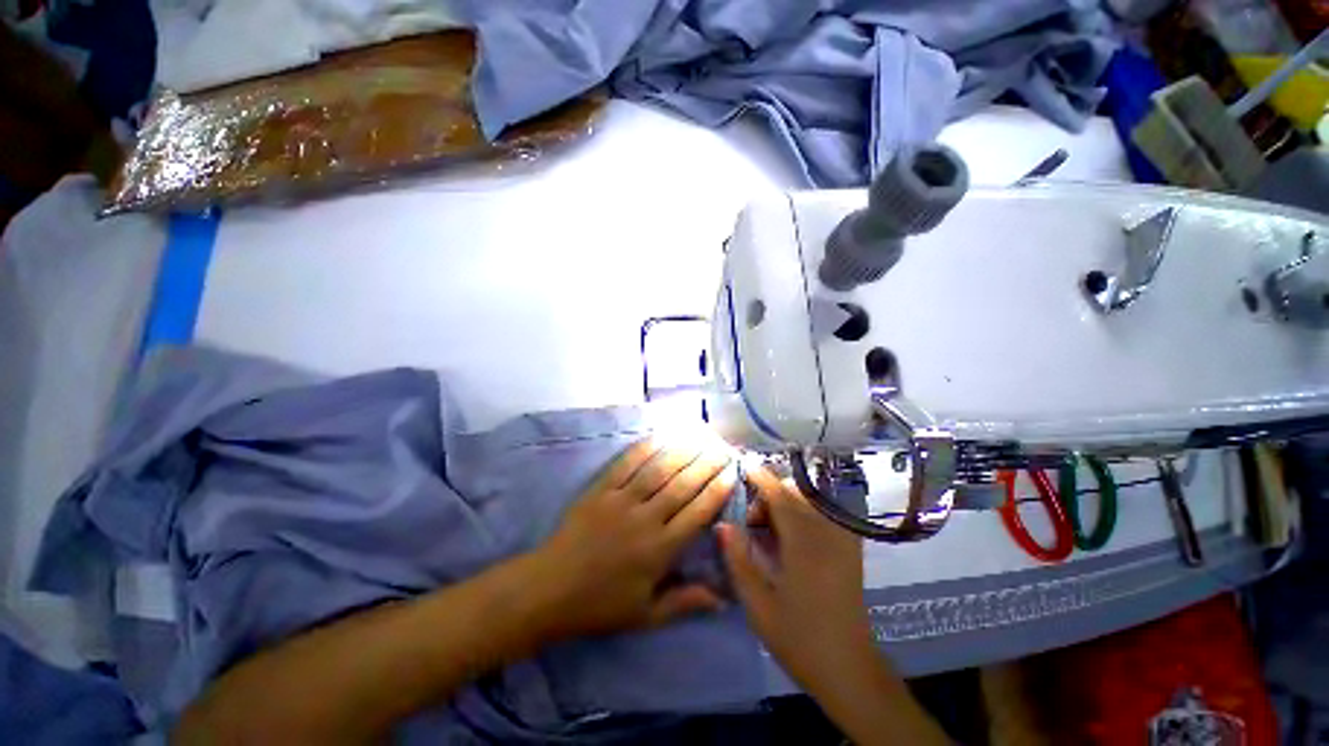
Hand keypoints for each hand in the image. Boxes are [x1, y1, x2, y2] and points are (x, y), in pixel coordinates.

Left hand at [528, 438, 736, 640]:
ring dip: (682, 451)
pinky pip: (626, 464)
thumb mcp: (645, 615)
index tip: (732, 472)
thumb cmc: (600, 604)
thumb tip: (722, 598)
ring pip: (659, 470)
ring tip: (699, 435)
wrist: (549, 589)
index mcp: (660, 550)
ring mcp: (622, 500)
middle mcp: (646, 519)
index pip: (698, 513)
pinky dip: (644, 448)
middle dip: (706, 464)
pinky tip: (659, 435)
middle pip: (683, 485)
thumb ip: (684, 602)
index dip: (718, 490)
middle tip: (722, 447)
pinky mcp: (601, 490)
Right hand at [717, 466, 873, 691]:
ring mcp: (842, 541)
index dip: (761, 478)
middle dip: (770, 495)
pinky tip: (793, 534)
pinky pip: (825, 515)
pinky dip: (805, 512)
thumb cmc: (799, 639)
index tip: (744, 465)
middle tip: (751, 521)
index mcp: (804, 546)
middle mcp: (826, 535)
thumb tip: (723, 524)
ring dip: (787, 503)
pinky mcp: (850, 551)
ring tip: (769, 528)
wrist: (849, 669)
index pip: (780, 497)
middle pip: (795, 495)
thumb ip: (739, 560)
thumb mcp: (759, 605)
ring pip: (810, 502)